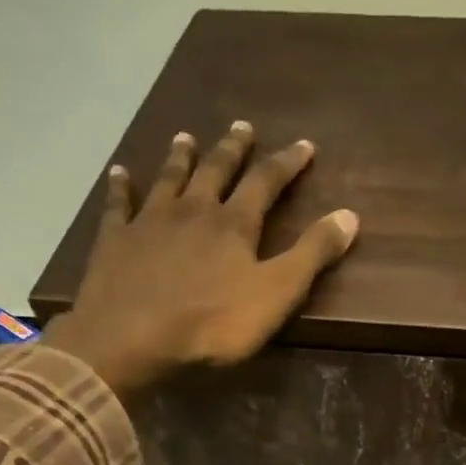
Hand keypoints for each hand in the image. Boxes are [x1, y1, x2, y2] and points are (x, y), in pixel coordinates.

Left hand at [42, 121, 359, 394]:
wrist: (132, 337)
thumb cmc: (212, 322)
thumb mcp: (277, 293)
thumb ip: (312, 255)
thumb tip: (350, 215)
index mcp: (234, 224)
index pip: (267, 183)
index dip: (287, 163)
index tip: (304, 145)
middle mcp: (193, 210)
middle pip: (216, 171)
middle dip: (233, 150)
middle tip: (242, 128)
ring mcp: (150, 221)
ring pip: (169, 179)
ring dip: (181, 158)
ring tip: (186, 137)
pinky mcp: (116, 240)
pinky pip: (119, 205)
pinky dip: (121, 187)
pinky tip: (119, 173)